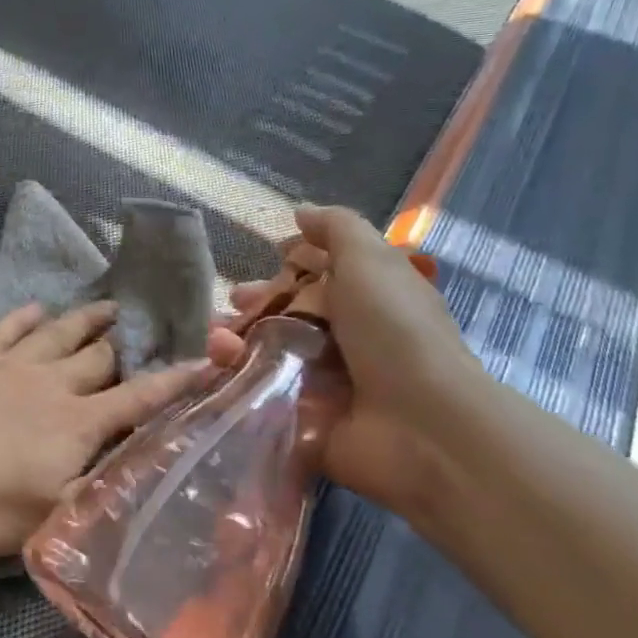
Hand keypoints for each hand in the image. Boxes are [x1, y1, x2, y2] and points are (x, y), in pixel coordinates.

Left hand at [0, 301, 211, 556]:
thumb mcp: (48, 519)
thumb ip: (96, 493)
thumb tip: (137, 476)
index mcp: (77, 423)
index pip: (138, 398)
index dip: (175, 382)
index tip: (205, 362)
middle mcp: (52, 383)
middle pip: (99, 357)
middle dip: (127, 344)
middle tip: (143, 329)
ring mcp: (10, 364)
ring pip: (59, 331)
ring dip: (86, 318)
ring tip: (108, 305)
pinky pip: (8, 326)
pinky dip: (26, 315)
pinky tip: (38, 307)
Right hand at [207, 205, 487, 515]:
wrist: (420, 426)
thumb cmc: (395, 330)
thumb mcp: (370, 260)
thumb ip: (336, 228)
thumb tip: (301, 211)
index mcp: (370, 300)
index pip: (325, 276)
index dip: (293, 266)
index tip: (266, 256)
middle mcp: (350, 340)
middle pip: (292, 315)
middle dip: (256, 306)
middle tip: (230, 306)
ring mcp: (327, 383)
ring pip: (270, 353)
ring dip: (237, 341)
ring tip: (217, 340)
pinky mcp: (305, 420)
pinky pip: (261, 394)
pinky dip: (235, 379)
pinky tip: (217, 367)